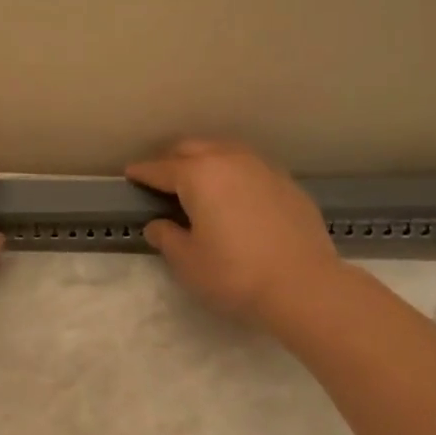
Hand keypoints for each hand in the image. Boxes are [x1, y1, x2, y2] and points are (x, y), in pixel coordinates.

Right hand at [126, 139, 341, 326]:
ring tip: (199, 181)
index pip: (161, 168)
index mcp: (198, 175)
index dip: (142, 172)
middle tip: (162, 178)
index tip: (130, 173)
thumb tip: (158, 225)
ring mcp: (263, 168)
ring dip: (206, 160)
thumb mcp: (188, 262)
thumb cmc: (235, 273)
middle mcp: (230, 160)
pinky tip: (235, 194)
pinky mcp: (287, 183)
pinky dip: (234, 174)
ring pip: (225, 151)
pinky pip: (251, 168)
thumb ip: (167, 238)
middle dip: (173, 159)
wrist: (304, 285)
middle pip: (193, 149)